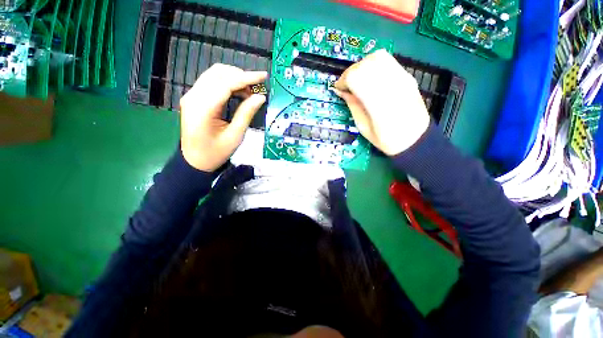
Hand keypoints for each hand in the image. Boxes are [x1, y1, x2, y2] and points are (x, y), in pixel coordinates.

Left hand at [179, 64, 266, 171]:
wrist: (195, 161)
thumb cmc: (216, 153)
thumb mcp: (235, 136)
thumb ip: (246, 113)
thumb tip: (260, 97)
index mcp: (203, 108)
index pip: (226, 83)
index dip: (247, 78)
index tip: (263, 76)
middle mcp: (193, 96)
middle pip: (218, 73)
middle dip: (241, 76)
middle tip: (257, 88)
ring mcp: (191, 95)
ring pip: (214, 74)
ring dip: (234, 78)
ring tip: (250, 91)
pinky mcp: (194, 98)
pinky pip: (211, 82)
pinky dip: (227, 83)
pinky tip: (238, 93)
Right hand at [333, 49, 429, 155]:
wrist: (416, 138)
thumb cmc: (387, 139)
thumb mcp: (364, 128)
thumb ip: (353, 106)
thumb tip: (342, 91)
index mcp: (378, 104)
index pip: (356, 77)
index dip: (343, 80)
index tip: (339, 89)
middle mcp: (391, 86)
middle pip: (365, 64)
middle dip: (351, 72)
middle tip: (347, 85)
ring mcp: (402, 78)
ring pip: (377, 57)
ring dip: (362, 65)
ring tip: (359, 80)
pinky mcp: (407, 76)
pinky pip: (387, 60)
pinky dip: (374, 64)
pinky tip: (370, 78)